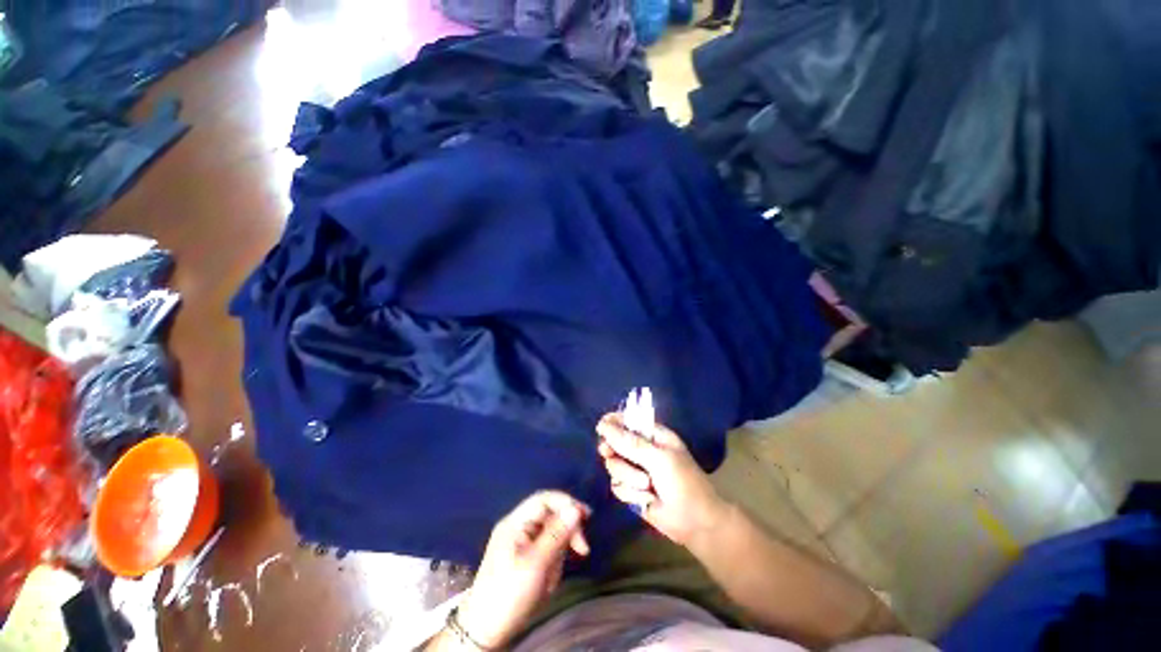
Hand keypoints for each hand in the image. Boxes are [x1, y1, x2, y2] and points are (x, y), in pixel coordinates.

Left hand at [457, 491, 590, 648]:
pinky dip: (552, 562)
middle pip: (549, 515)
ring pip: (550, 534)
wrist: (484, 631)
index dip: (566, 503)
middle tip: (583, 548)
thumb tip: (575, 509)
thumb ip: (556, 534)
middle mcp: (517, 527)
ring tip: (553, 577)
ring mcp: (520, 542)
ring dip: (558, 552)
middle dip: (566, 531)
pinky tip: (549, 580)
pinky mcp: (524, 557)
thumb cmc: (509, 594)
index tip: (586, 517)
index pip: (544, 499)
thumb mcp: (536, 564)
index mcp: (515, 522)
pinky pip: (545, 549)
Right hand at [596, 413, 728, 548]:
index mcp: (653, 435)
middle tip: (608, 453)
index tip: (602, 428)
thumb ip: (629, 442)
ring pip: (613, 465)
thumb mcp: (658, 458)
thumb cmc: (683, 483)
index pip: (627, 420)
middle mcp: (642, 449)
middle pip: (614, 442)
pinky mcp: (632, 490)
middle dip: (614, 450)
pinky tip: (644, 499)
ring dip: (628, 476)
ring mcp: (635, 469)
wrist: (695, 524)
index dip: (613, 422)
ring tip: (646, 485)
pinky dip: (629, 492)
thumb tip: (602, 425)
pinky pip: (617, 485)